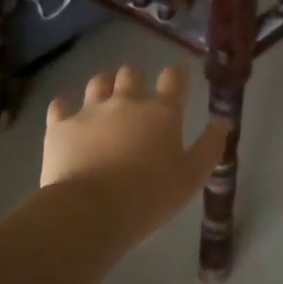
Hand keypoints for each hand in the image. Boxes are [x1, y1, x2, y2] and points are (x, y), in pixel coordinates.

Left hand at [43, 65, 229, 240]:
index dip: (177, 73)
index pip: (173, 78)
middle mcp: (126, 102)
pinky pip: (60, 106)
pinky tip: (67, 116)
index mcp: (161, 113)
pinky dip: (65, 108)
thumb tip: (221, 122)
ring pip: (97, 82)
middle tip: (137, 93)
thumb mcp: (191, 177)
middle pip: (131, 73)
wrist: (91, 210)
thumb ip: (209, 147)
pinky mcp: (60, 125)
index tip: (178, 74)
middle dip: (135, 78)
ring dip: (103, 86)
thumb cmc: (150, 196)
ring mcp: (90, 110)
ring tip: (104, 99)